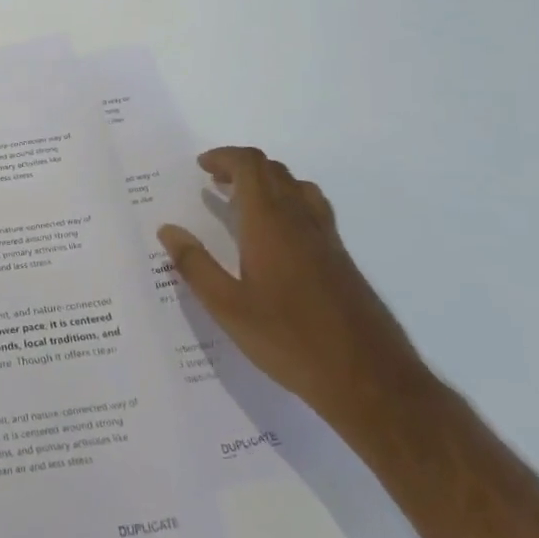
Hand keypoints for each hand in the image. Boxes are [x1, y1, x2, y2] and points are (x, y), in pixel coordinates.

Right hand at [156, 147, 422, 432]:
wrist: (370, 380)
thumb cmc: (290, 341)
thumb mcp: (228, 308)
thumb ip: (195, 265)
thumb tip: (168, 230)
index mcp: (270, 224)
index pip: (250, 166)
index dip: (224, 157)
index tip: (201, 167)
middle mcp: (301, 220)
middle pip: (274, 171)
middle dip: (241, 166)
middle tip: (214, 182)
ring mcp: (326, 238)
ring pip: (297, 187)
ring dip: (267, 182)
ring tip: (242, 202)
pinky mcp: (341, 258)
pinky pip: (311, 209)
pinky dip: (287, 202)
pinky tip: (275, 237)